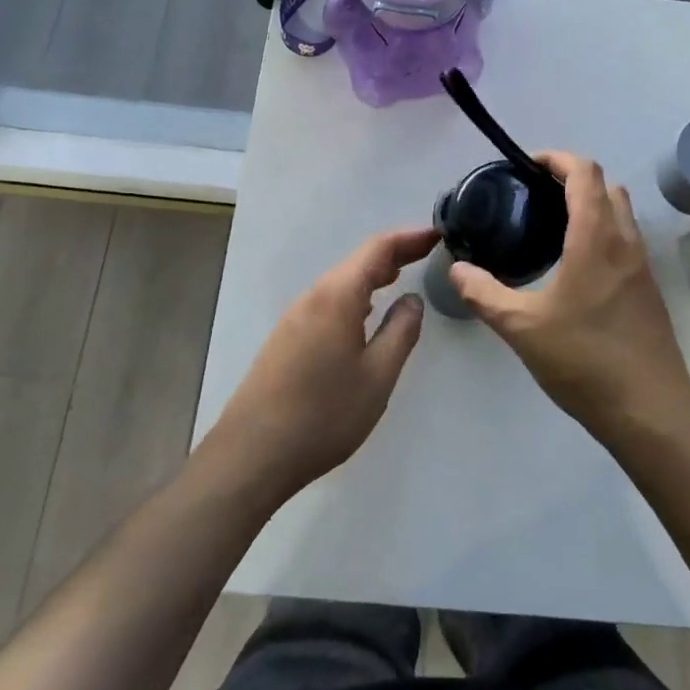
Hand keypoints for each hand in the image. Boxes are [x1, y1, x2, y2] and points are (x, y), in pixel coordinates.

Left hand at [208, 227, 437, 504]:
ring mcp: (294, 317)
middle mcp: (313, 297)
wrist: (252, 455)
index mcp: (337, 296)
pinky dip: (355, 295)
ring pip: (341, 283)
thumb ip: (401, 331)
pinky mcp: (286, 339)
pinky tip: (365, 313)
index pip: (377, 249)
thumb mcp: (378, 376)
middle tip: (427, 253)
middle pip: (357, 262)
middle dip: (393, 254)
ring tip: (401, 277)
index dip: (409, 238)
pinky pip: (328, 302)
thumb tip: (412, 299)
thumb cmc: (324, 414)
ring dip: (372, 275)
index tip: (437, 234)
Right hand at [450, 152, 689, 438]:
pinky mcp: (648, 289)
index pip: (584, 172)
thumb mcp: (521, 327)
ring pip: (621, 213)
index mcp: (596, 238)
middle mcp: (625, 241)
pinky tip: (575, 265)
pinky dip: (603, 231)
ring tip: (552, 226)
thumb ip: (484, 293)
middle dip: (573, 178)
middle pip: (606, 186)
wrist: (649, 410)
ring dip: (592, 204)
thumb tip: (456, 270)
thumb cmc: (584, 360)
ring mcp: (642, 265)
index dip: (557, 158)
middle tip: (535, 196)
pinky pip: (626, 239)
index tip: (527, 165)